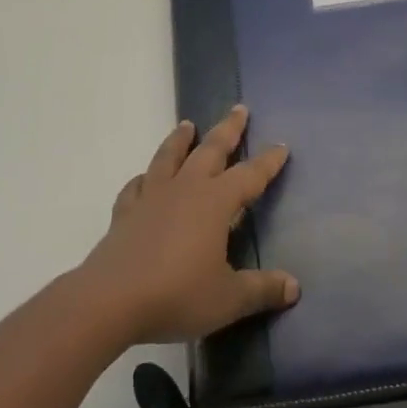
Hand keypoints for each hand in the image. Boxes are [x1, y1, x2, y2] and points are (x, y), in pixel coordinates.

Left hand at [80, 105, 299, 345]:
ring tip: (187, 124)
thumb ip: (262, 289)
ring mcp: (152, 196)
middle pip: (210, 149)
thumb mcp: (228, 299)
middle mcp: (186, 189)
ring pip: (169, 156)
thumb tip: (294, 287)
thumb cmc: (177, 295)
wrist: (112, 299)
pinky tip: (144, 178)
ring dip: (180, 139)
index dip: (267, 162)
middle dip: (228, 129)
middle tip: (239, 108)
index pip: (249, 175)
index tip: (281, 145)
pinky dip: (144, 178)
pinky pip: (137, 186)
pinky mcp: (126, 211)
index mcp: (215, 203)